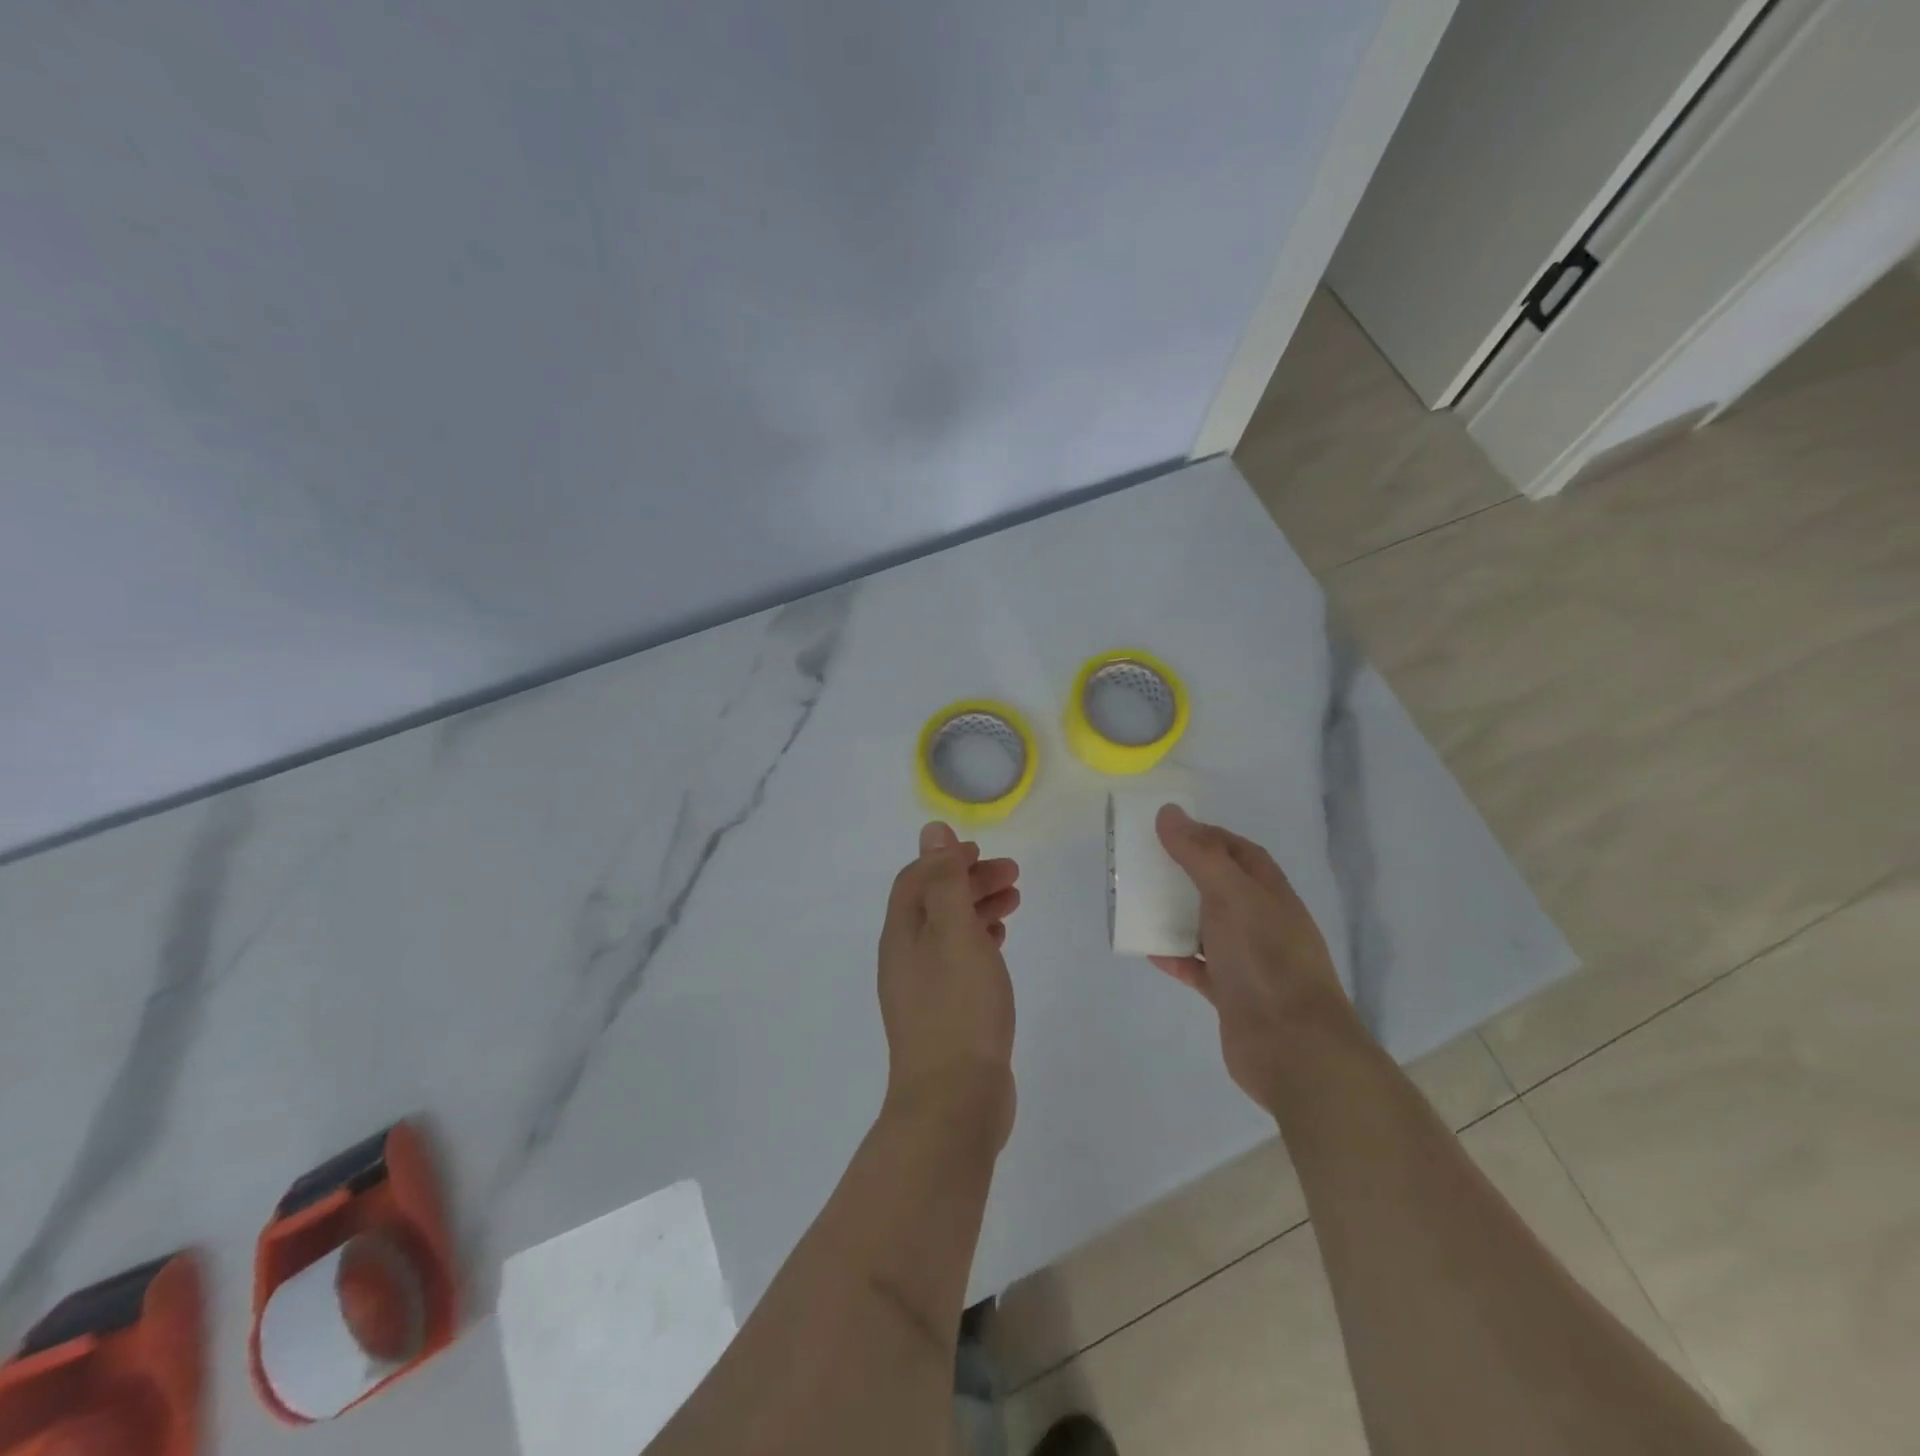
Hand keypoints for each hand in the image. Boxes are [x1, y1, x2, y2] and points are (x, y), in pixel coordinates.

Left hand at [876, 822, 1021, 1144]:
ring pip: (950, 931)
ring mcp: (925, 987)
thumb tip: (931, 831)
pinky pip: (960, 960)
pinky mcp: (946, 1012)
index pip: (917, 879)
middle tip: (1013, 875)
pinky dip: (980, 940)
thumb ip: (944, 881)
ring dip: (978, 908)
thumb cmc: (958, 1007)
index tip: (984, 854)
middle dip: (970, 881)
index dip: (947, 859)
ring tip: (1015, 900)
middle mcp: (906, 956)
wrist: (954, 1102)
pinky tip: (1001, 941)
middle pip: (935, 902)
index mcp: (901, 934)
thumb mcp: (954, 932)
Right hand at [1150, 804, 1356, 1103]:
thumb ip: (1199, 855)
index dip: (1209, 837)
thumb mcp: (1231, 896)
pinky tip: (1151, 951)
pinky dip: (1177, 958)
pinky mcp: (1233, 995)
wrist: (1293, 1048)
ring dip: (1178, 916)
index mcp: (1271, 894)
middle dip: (1188, 874)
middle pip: (1222, 888)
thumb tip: (1169, 812)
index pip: (1241, 852)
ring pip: (1208, 928)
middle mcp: (1263, 923)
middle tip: (1147, 865)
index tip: (1170, 831)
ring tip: (1140, 904)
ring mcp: (1249, 961)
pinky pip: (1199, 968)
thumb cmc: (1265, 960)